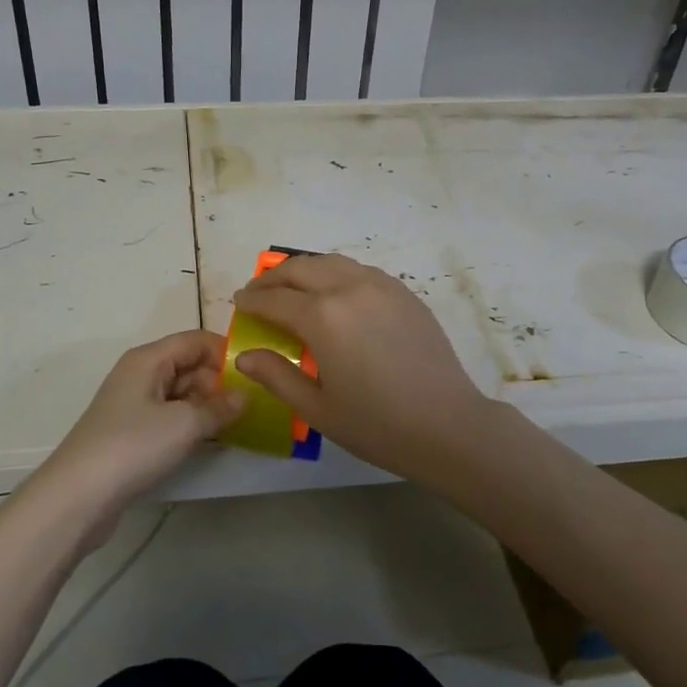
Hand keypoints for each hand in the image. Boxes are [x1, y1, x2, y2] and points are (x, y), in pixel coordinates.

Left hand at [31, 330, 243, 534]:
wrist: (77, 496)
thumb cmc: (132, 446)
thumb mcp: (184, 424)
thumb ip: (220, 407)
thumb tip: (245, 395)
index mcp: (148, 359)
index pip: (195, 340)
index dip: (225, 352)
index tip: (256, 375)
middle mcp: (140, 374)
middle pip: (189, 365)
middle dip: (219, 382)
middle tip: (251, 406)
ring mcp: (134, 404)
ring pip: (181, 393)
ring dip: (208, 406)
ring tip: (239, 425)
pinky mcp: (131, 432)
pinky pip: (170, 416)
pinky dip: (191, 424)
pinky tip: (211, 441)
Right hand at [232, 254, 495, 483]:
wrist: (448, 425)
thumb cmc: (377, 424)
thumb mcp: (317, 408)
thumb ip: (277, 375)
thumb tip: (243, 356)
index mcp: (323, 316)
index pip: (275, 299)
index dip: (252, 300)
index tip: (238, 301)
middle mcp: (349, 288)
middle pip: (301, 269)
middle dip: (273, 277)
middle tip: (258, 291)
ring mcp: (380, 285)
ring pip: (331, 262)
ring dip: (304, 270)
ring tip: (291, 287)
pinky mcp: (403, 292)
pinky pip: (359, 270)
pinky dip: (336, 273)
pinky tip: (333, 292)